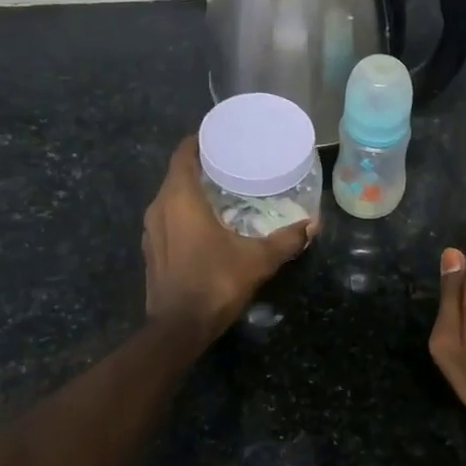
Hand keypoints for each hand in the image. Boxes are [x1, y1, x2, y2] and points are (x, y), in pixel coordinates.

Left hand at [143, 138, 313, 344]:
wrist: (179, 328)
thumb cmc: (215, 282)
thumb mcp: (258, 259)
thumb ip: (286, 240)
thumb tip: (313, 225)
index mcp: (179, 198)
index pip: (183, 154)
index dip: (199, 141)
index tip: (221, 137)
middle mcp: (159, 208)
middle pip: (177, 175)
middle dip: (201, 166)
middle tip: (232, 164)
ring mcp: (151, 231)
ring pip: (170, 199)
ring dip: (191, 192)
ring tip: (223, 192)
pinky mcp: (152, 251)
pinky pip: (168, 219)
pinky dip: (184, 214)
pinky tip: (207, 224)